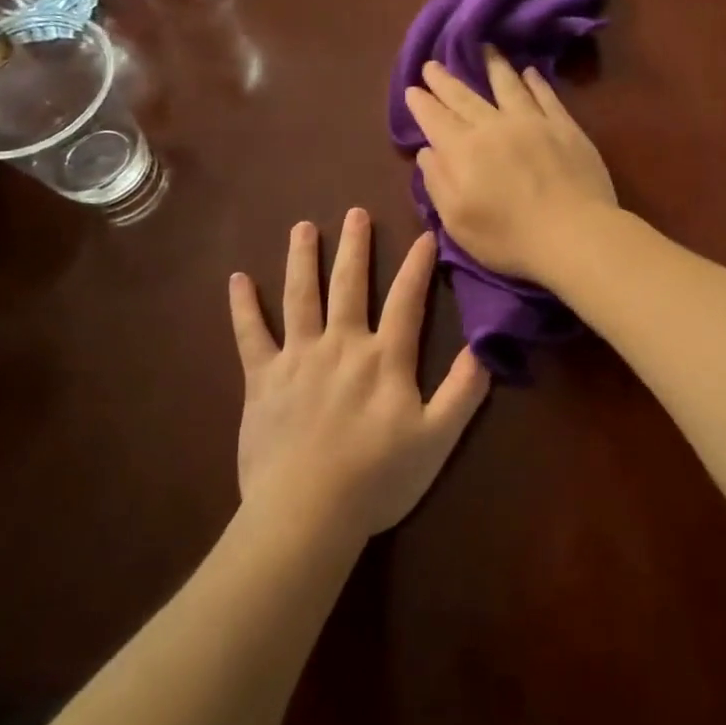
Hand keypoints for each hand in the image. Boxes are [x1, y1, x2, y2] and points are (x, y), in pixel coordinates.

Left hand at [230, 208, 490, 537]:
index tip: (425, 234)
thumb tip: (487, 349)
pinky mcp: (261, 379)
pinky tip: (238, 280)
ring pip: (301, 297)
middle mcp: (342, 345)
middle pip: (350, 285)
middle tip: (355, 212)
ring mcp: (298, 358)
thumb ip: (464, 391)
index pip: (407, 299)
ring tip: (303, 228)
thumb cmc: (378, 479)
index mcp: (385, 358)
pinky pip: (250, 335)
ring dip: (303, 259)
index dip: (418, 265)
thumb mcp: (438, 439)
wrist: (307, 512)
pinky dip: (243, 307)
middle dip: (355, 247)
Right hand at [402, 47, 616, 284]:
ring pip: (507, 85)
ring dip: (492, 66)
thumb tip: (426, 151)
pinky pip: (545, 96)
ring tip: (484, 48)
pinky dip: (535, 82)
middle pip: (465, 97)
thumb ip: (438, 183)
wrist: (574, 233)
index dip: (422, 103)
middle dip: (445, 80)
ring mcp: (533, 122)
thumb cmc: (509, 238)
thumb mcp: (457, 221)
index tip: (412, 88)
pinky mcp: (565, 127)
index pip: (435, 119)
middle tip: (433, 63)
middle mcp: (494, 126)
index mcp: (464, 150)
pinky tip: (530, 72)